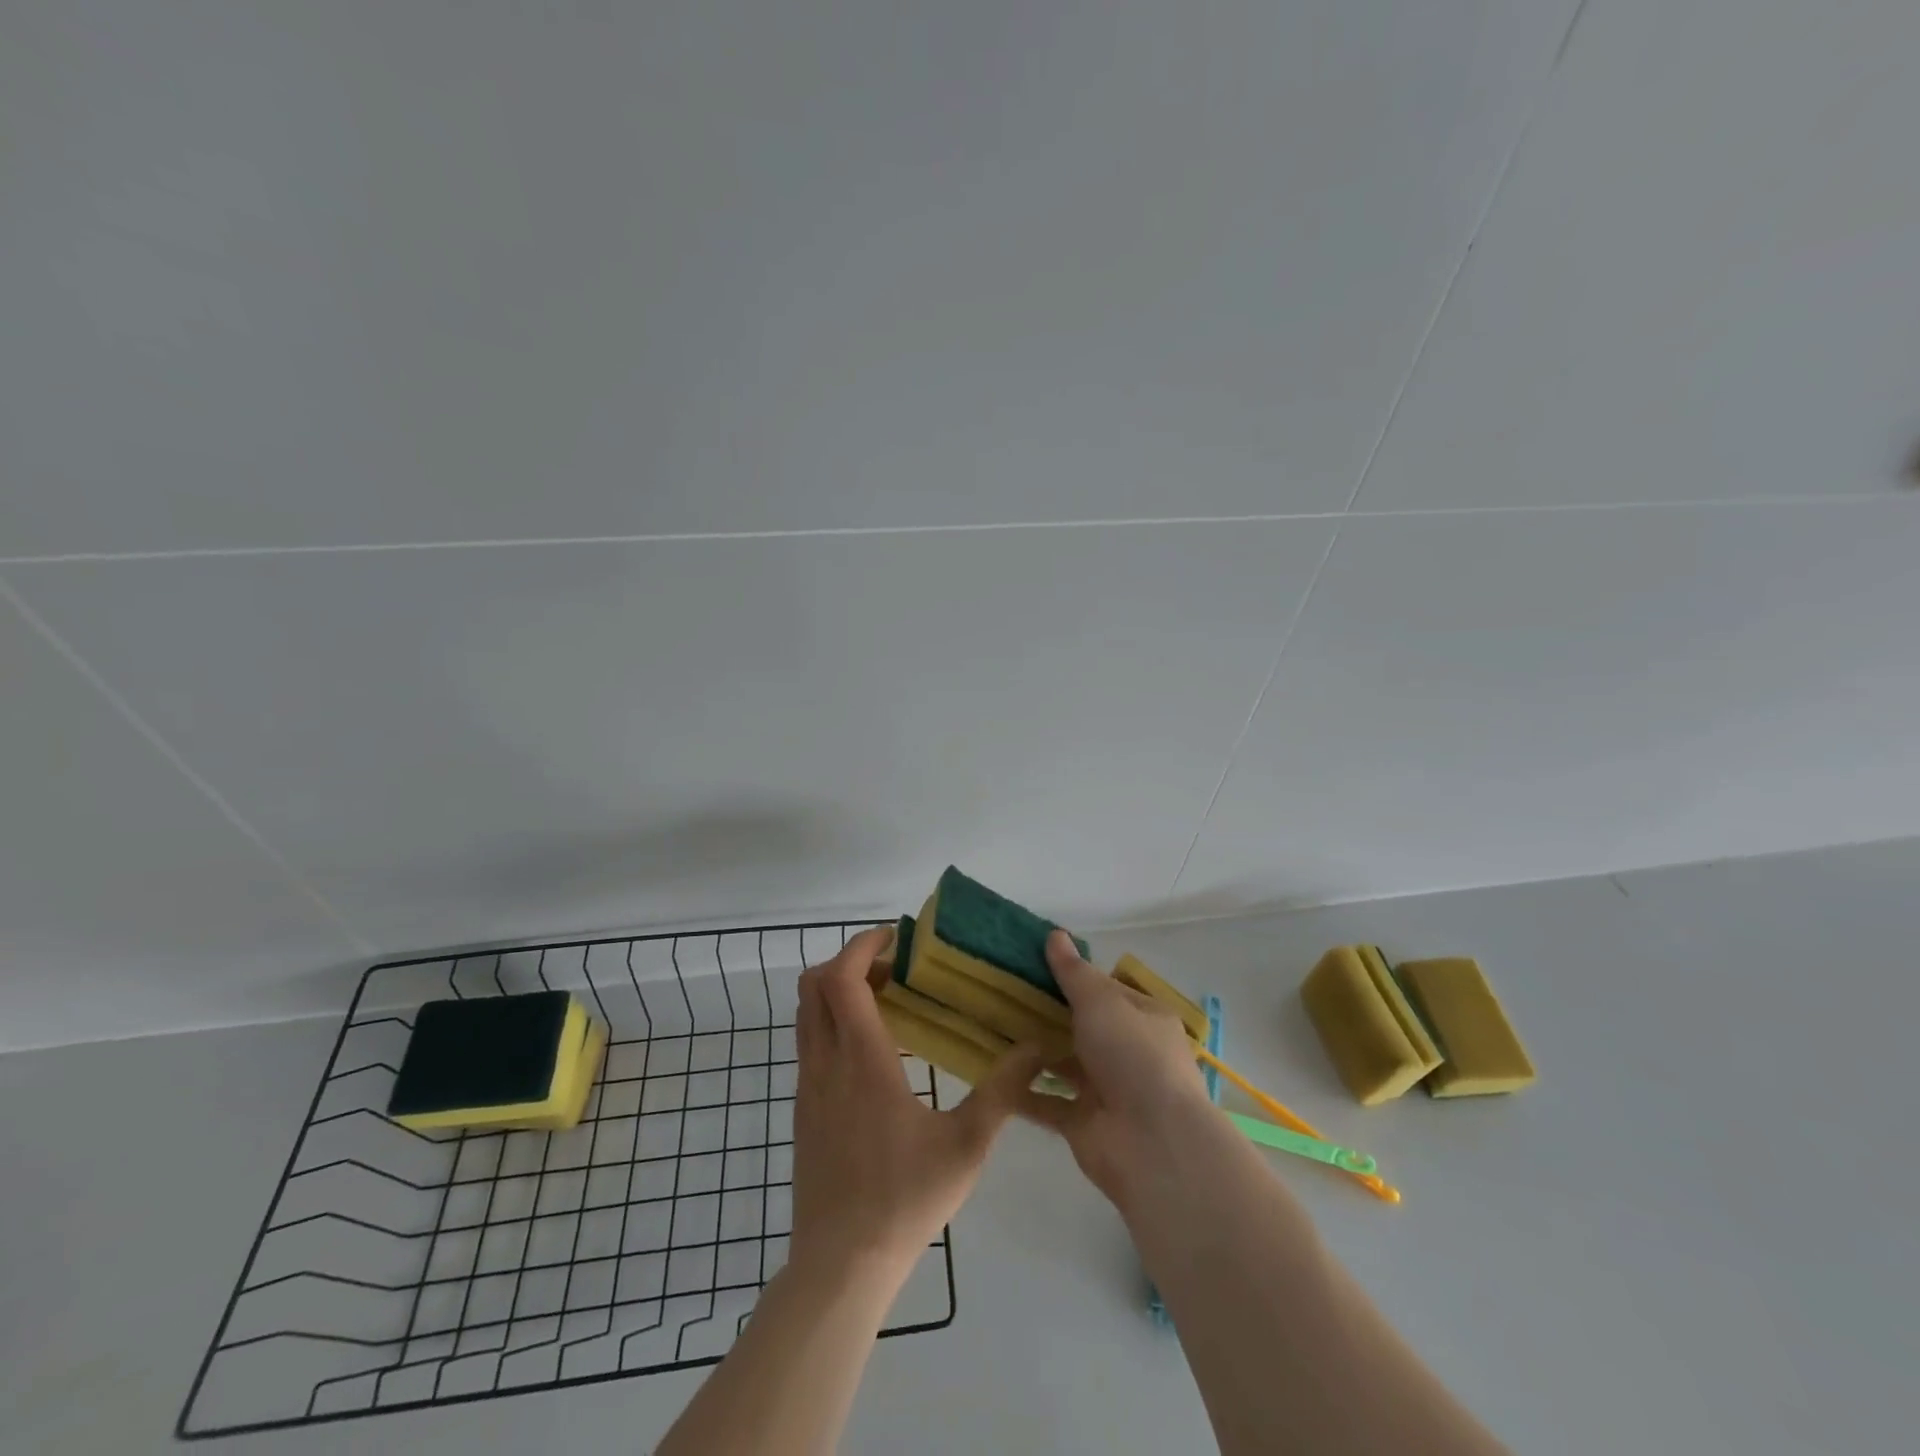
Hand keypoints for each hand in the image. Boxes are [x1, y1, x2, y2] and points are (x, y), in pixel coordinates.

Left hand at [789, 927, 1046, 1287]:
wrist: (840, 1265)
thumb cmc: (904, 1198)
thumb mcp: (967, 1145)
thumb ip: (1002, 1091)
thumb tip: (1036, 1047)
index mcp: (862, 1060)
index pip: (842, 979)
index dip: (861, 946)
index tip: (894, 939)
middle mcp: (825, 1063)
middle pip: (813, 985)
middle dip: (848, 961)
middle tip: (892, 967)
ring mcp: (807, 1087)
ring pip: (806, 1014)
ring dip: (837, 991)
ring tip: (886, 1000)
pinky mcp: (802, 1110)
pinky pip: (809, 1043)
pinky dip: (832, 1022)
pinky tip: (873, 1051)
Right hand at [1019, 930, 1215, 1203]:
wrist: (1151, 1143)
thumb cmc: (1133, 1056)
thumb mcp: (1101, 1001)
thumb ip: (1074, 972)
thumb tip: (1055, 934)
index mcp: (1144, 1019)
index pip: (1106, 990)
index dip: (1074, 977)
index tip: (1032, 965)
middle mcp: (1128, 1053)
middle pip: (1083, 1027)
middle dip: (1048, 1013)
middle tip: (1003, 993)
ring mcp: (1106, 1090)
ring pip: (1064, 1064)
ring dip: (1035, 1051)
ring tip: (992, 1028)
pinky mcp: (1083, 1124)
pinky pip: (1047, 1102)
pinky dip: (1023, 1091)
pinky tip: (992, 1072)